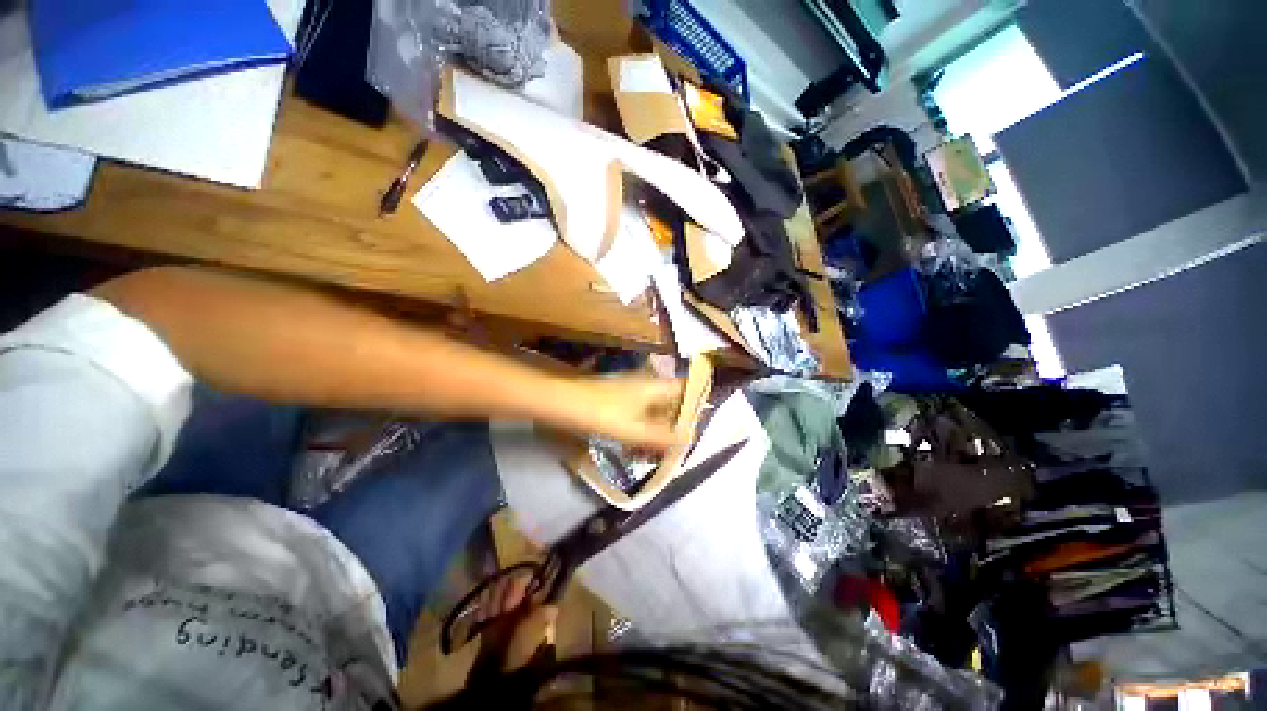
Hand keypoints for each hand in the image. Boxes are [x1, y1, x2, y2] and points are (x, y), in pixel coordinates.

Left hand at [558, 376, 688, 453]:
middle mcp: (646, 384)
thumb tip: (689, 439)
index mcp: (655, 386)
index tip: (699, 425)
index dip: (696, 404)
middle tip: (678, 445)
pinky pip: (640, 413)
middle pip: (671, 402)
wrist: (562, 401)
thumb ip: (662, 437)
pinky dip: (643, 428)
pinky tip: (638, 445)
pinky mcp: (618, 399)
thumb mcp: (634, 429)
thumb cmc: (601, 413)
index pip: (686, 389)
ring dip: (659, 428)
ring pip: (654, 409)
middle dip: (676, 423)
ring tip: (659, 451)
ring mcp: (631, 390)